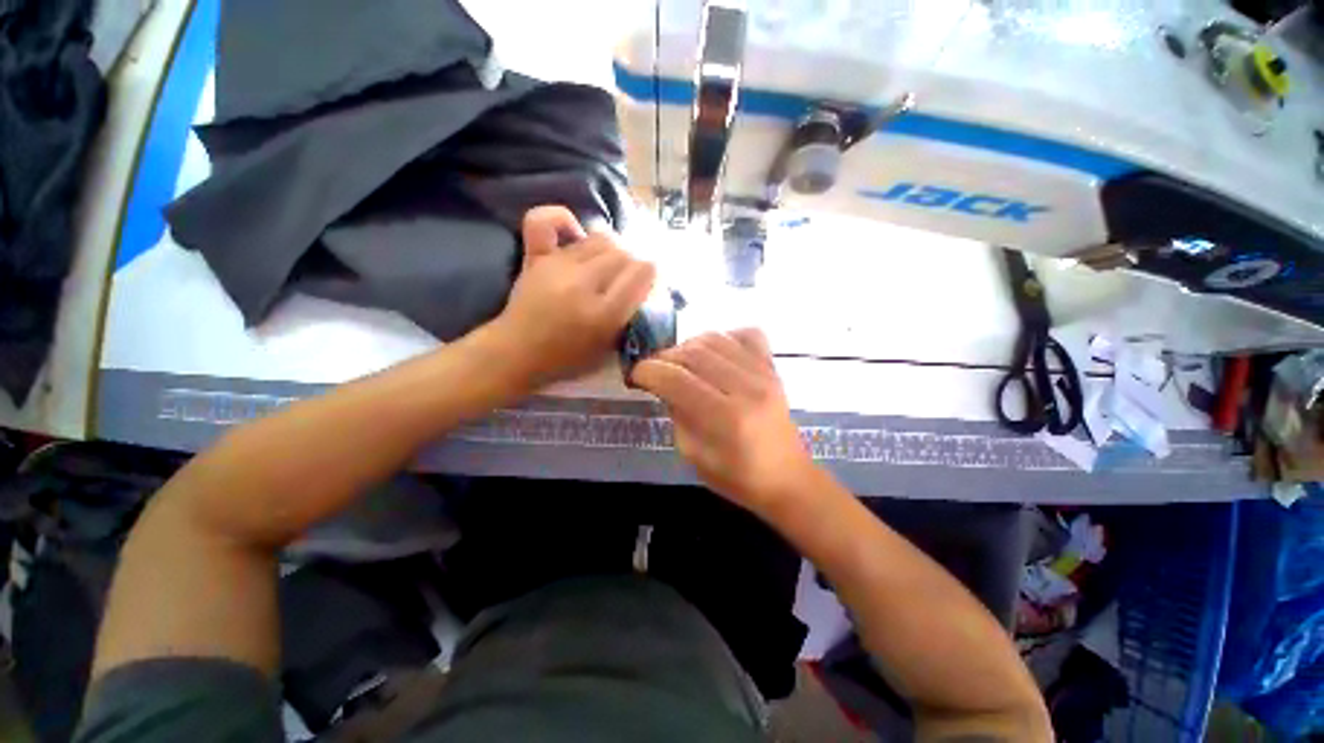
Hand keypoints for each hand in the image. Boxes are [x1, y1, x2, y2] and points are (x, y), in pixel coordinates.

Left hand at [491, 206, 655, 386]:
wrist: (517, 353)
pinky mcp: (536, 258)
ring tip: (605, 267)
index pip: (642, 272)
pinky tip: (575, 234)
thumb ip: (628, 316)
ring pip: (600, 239)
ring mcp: (557, 267)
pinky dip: (564, 221)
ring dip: (610, 251)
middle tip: (625, 281)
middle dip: (632, 265)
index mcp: (603, 314)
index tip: (645, 285)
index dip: (649, 275)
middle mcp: (583, 284)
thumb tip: (642, 285)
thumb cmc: (567, 359)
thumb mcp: (608, 348)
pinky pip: (545, 222)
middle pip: (623, 254)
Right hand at [631, 330, 815, 513]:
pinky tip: (714, 354)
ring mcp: (764, 373)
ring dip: (688, 346)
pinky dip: (723, 337)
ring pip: (715, 339)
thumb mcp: (693, 455)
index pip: (677, 379)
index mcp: (726, 418)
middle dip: (663, 358)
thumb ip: (676, 415)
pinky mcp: (773, 368)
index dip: (648, 372)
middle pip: (693, 354)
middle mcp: (747, 388)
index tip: (636, 376)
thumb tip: (664, 384)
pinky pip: (745, 334)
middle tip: (654, 370)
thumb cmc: (737, 477)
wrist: (787, 477)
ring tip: (679, 362)